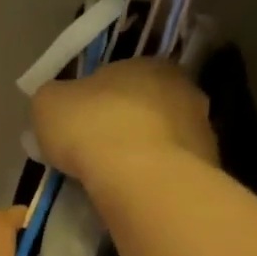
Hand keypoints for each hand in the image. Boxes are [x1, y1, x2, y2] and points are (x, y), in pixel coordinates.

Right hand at [30, 58, 218, 186]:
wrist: (140, 178)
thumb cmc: (92, 128)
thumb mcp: (48, 104)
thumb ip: (53, 97)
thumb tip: (58, 102)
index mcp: (149, 63)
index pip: (119, 75)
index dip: (94, 98)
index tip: (77, 122)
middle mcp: (184, 88)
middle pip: (144, 105)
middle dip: (122, 123)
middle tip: (93, 150)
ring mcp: (202, 128)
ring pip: (162, 137)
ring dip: (141, 151)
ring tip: (112, 178)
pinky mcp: (208, 166)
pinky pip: (171, 168)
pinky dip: (153, 177)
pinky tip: (133, 192)